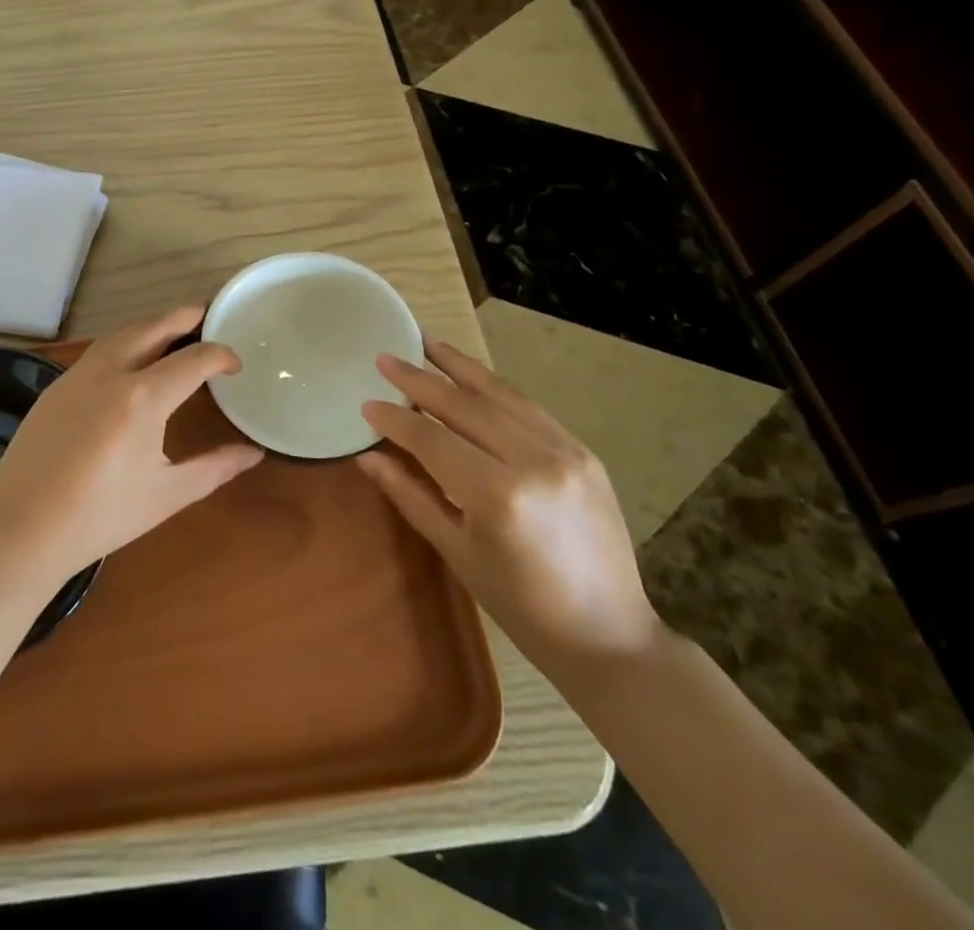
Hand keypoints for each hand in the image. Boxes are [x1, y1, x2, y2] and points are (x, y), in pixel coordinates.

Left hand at [0, 305, 263, 577]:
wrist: (22, 528)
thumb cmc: (101, 516)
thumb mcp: (167, 494)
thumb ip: (215, 467)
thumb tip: (253, 453)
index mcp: (143, 398)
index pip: (193, 359)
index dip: (220, 355)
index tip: (235, 365)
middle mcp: (110, 373)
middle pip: (153, 327)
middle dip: (183, 316)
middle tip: (205, 313)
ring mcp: (77, 376)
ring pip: (121, 333)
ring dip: (150, 323)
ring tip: (171, 328)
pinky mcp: (55, 387)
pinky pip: (97, 350)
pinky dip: (123, 341)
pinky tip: (128, 358)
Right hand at [359, 338, 661, 683]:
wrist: (607, 632)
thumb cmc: (520, 605)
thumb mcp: (456, 551)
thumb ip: (409, 494)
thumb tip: (368, 455)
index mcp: (497, 495)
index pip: (431, 439)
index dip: (395, 419)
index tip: (366, 403)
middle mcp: (533, 461)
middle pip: (463, 405)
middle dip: (419, 379)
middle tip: (385, 357)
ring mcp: (565, 450)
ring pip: (500, 394)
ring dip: (459, 366)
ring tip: (426, 342)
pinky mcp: (583, 450)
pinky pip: (528, 407)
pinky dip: (494, 387)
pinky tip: (471, 374)